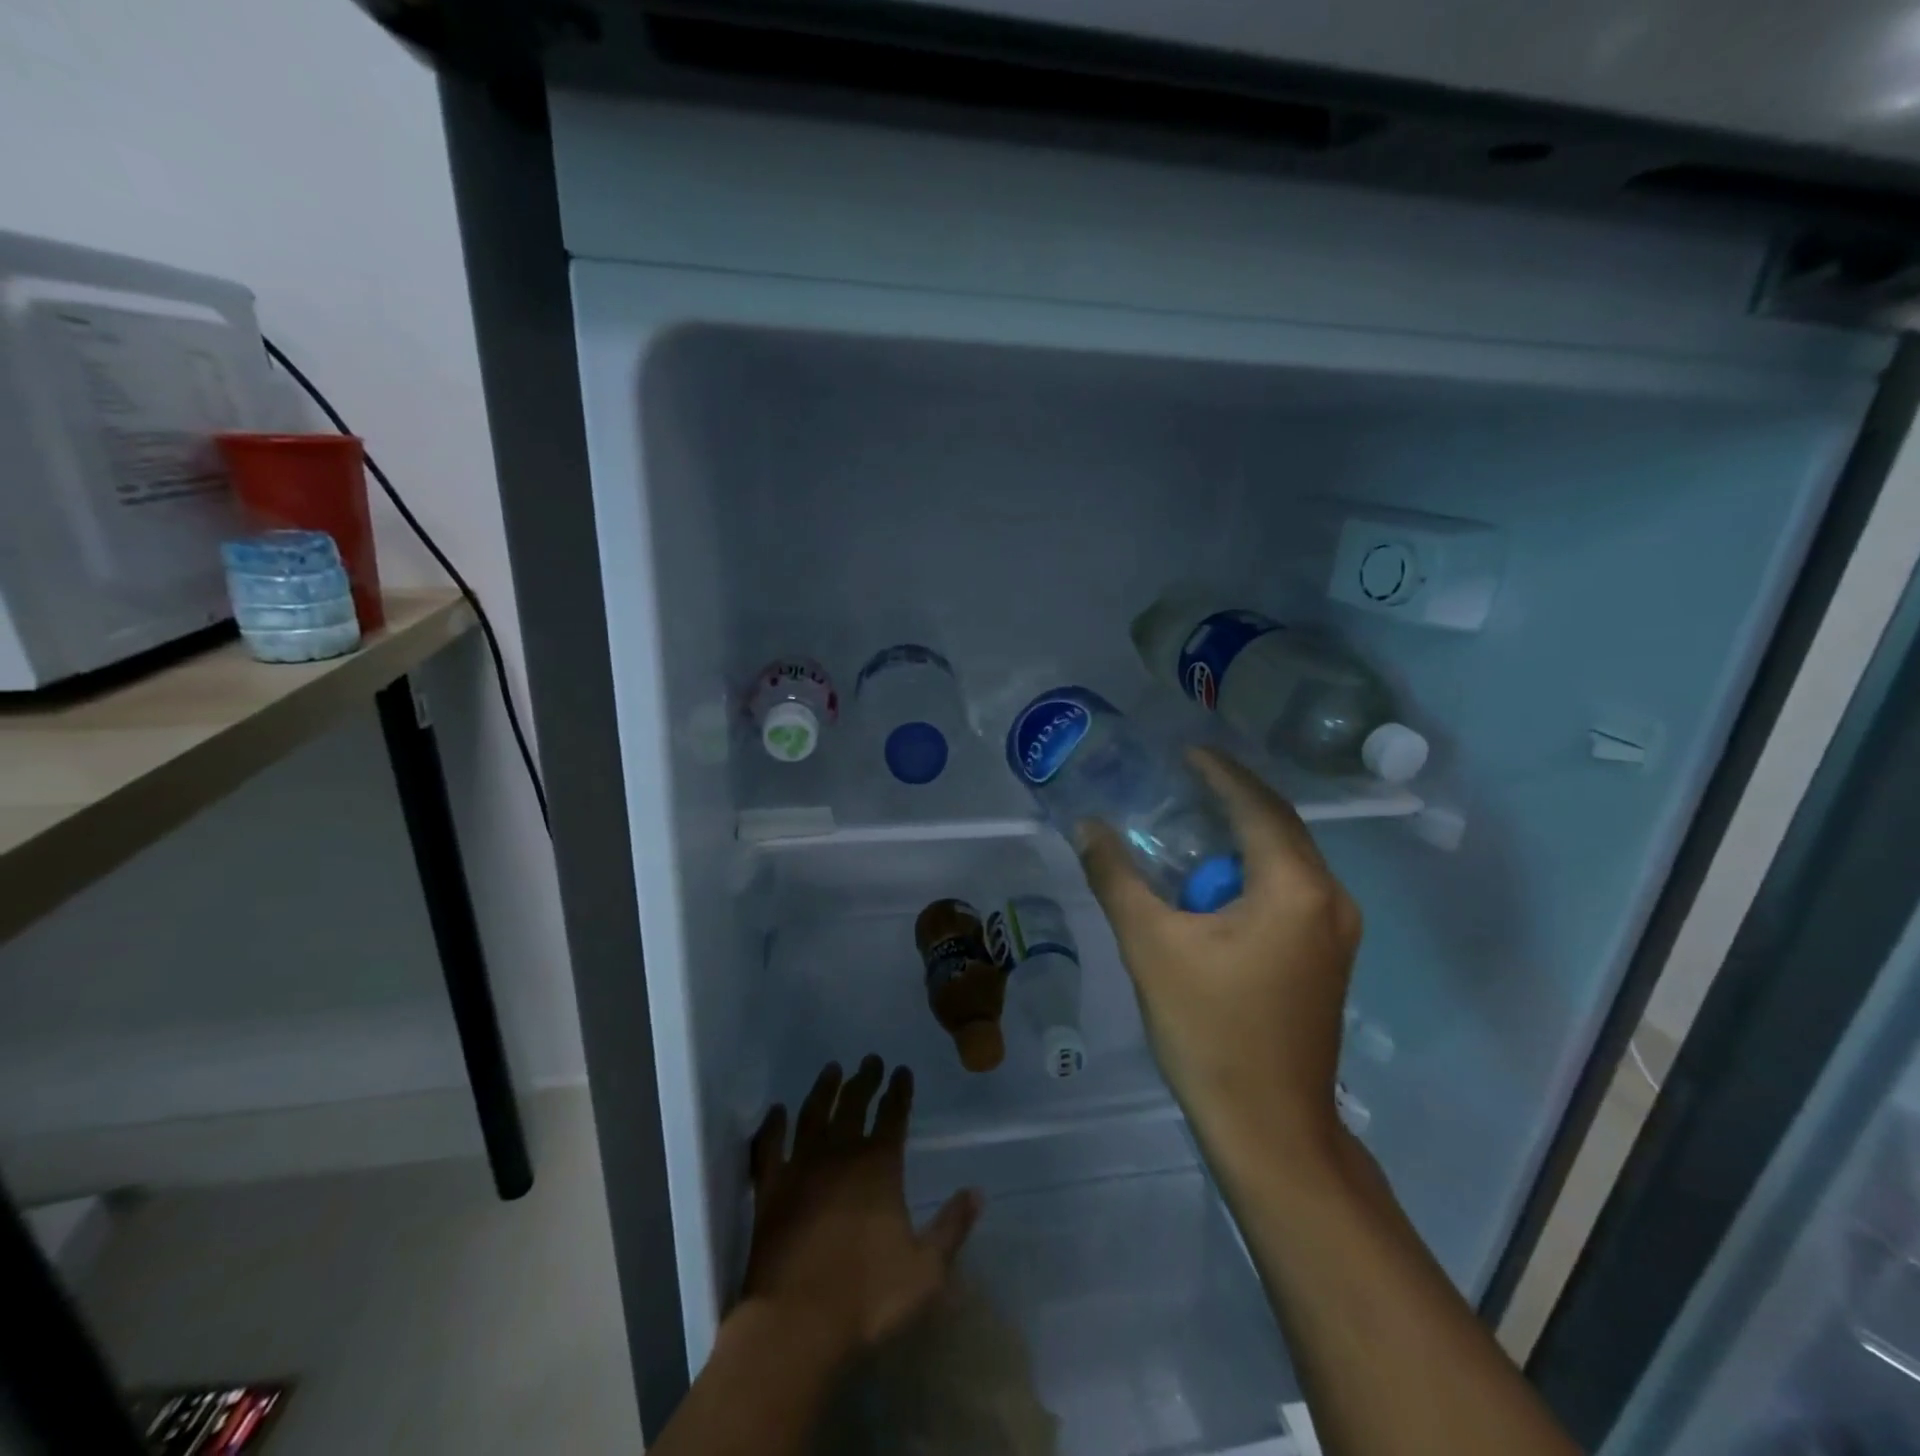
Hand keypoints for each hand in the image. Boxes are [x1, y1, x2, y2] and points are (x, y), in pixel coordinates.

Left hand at [741, 1056, 981, 1362]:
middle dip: (865, 1079)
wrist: (796, 1323)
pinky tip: (776, 1112)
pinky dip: (771, 1126)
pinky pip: (769, 1146)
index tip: (901, 1070)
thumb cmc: (866, 1297)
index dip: (899, 1090)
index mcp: (879, 1167)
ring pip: (813, 1113)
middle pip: (854, 1104)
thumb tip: (977, 1192)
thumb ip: (952, 1228)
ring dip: (824, 1089)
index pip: (893, 1115)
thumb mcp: (926, 1271)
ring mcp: (801, 1168)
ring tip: (831, 1069)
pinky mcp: (769, 1189)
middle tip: (870, 1059)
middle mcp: (840, 1154)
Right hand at [1077, 747, 1360, 1154]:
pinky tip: (1215, 881)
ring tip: (1193, 821)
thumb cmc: (1210, 1030)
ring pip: (1288, 860)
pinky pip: (1291, 889)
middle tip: (1183, 780)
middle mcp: (1329, 898)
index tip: (1185, 751)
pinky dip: (1254, 870)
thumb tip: (1087, 827)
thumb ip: (1116, 877)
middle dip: (1232, 799)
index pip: (1256, 806)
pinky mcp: (1328, 957)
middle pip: (1279, 827)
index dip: (1219, 773)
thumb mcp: (1151, 945)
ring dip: (1243, 835)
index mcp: (1294, 887)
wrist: (1270, 1128)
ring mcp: (1336, 931)